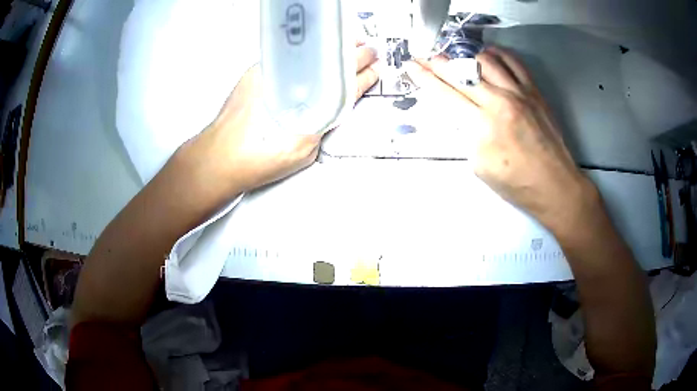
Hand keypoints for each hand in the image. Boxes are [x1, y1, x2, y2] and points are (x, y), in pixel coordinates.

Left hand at [188, 45, 379, 195]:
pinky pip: (290, 56)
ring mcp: (275, 71)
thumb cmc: (260, 158)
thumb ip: (320, 126)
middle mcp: (297, 81)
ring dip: (332, 49)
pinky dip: (306, 53)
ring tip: (348, 44)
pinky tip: (314, 53)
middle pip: (332, 62)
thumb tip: (325, 110)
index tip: (376, 66)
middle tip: (368, 48)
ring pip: (311, 54)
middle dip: (354, 53)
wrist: (220, 157)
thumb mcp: (303, 149)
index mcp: (315, 103)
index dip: (365, 74)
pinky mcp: (256, 71)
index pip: (347, 83)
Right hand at [404, 47, 595, 228]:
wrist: (555, 185)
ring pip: (485, 61)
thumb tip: (462, 114)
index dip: (424, 78)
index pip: (445, 93)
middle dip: (437, 63)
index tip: (411, 65)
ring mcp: (519, 93)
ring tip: (457, 60)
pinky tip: (488, 55)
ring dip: (465, 58)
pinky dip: (498, 54)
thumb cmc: (516, 184)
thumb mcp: (480, 166)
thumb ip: (467, 135)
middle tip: (424, 56)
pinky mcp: (534, 91)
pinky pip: (514, 62)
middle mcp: (498, 101)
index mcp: (481, 125)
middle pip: (461, 73)